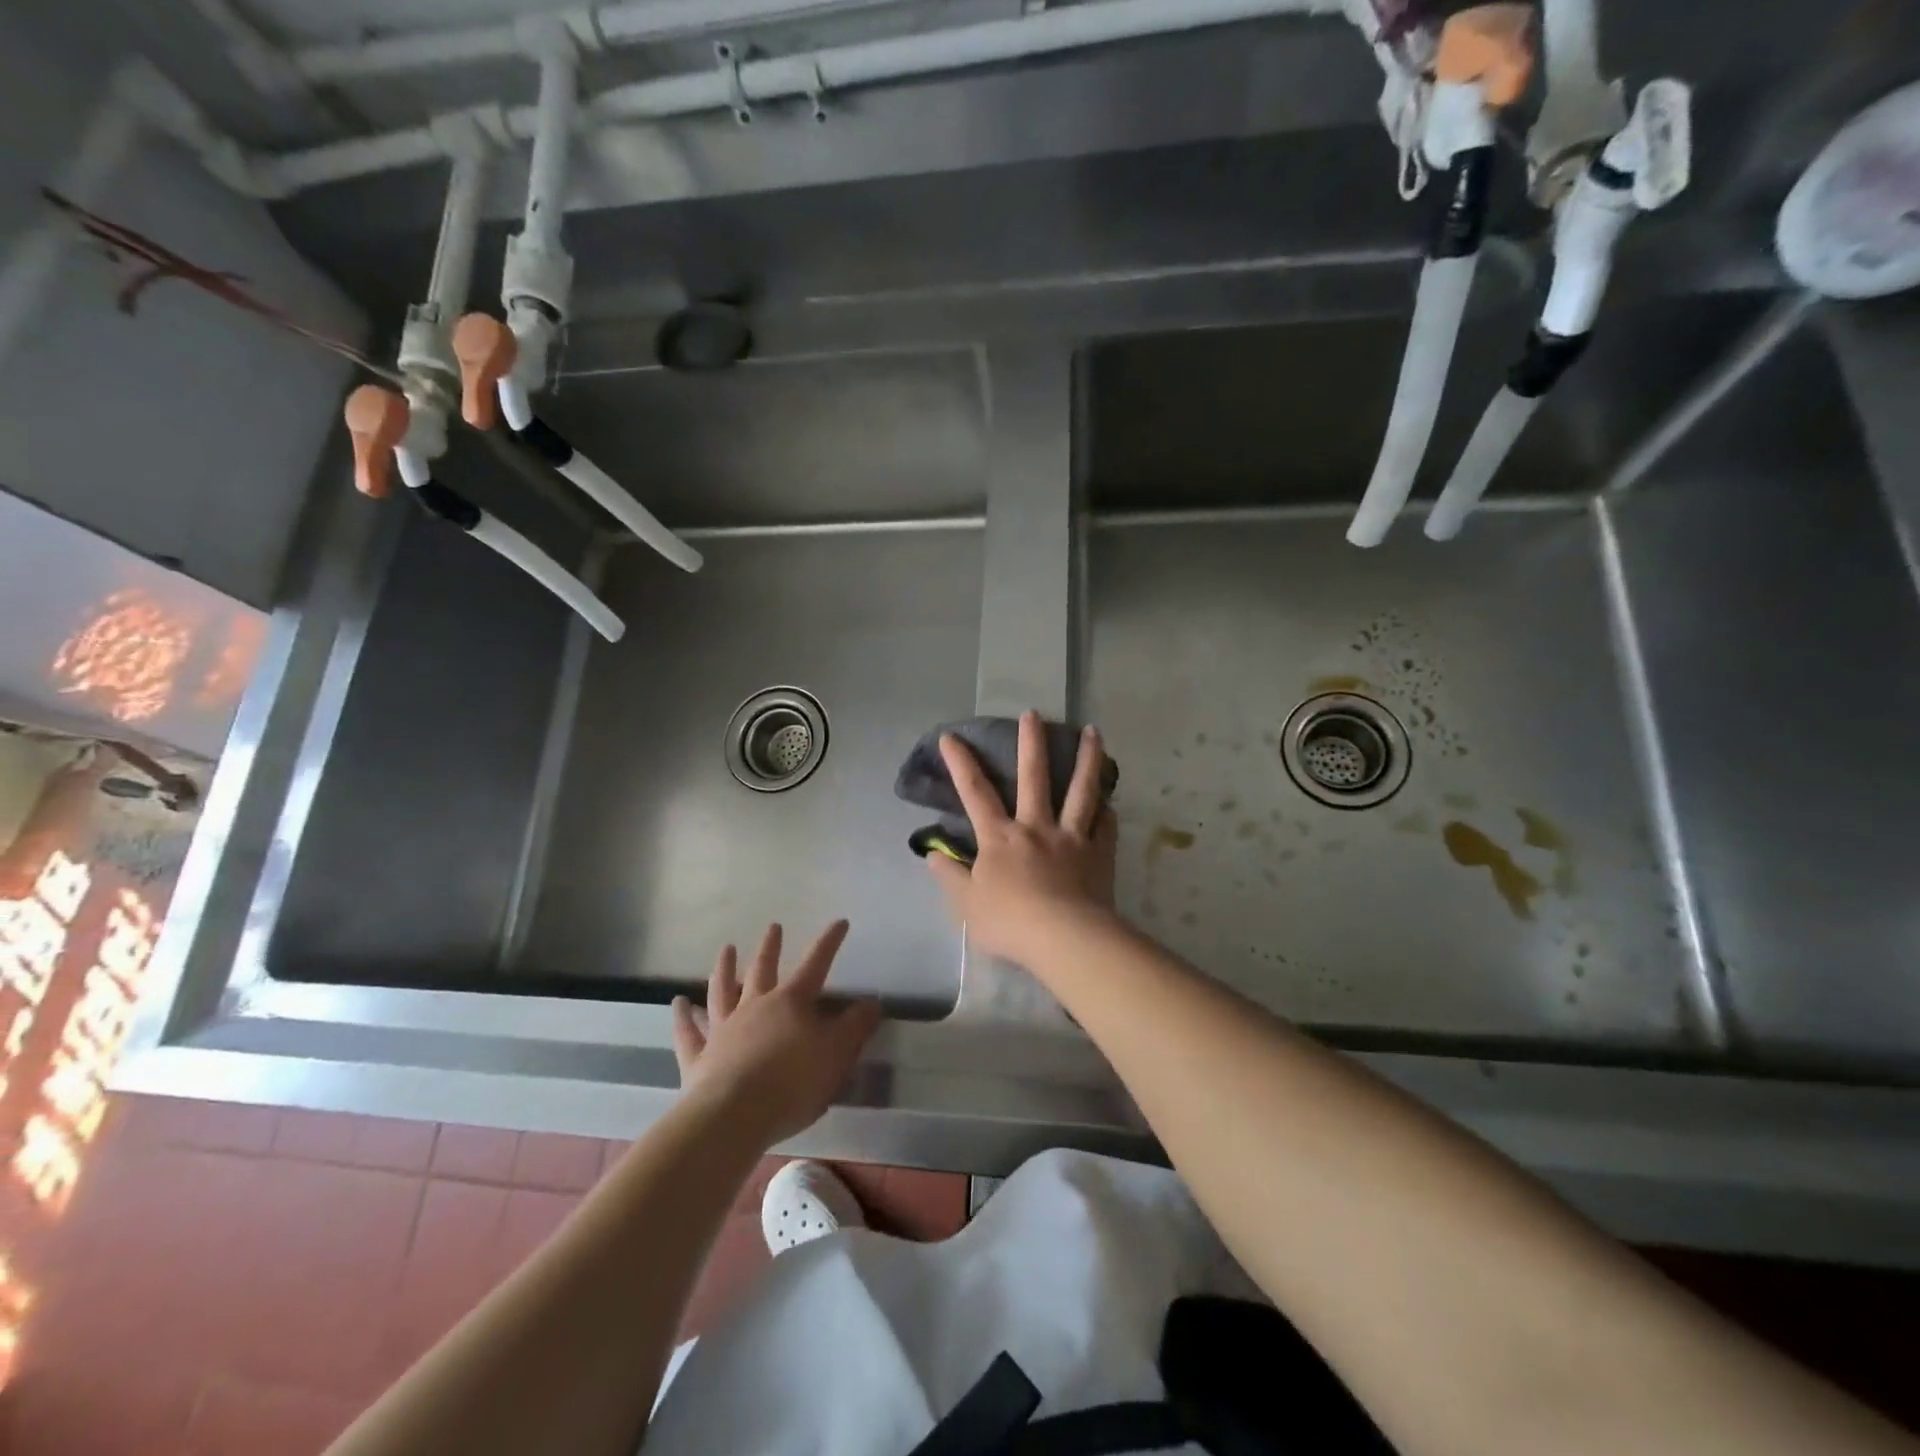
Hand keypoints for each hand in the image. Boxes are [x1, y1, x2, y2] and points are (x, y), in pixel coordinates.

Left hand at [671, 921, 881, 1147]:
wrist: (734, 1116)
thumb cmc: (793, 1083)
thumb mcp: (837, 1054)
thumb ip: (855, 1027)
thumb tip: (871, 1003)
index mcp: (791, 1003)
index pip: (816, 964)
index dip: (829, 943)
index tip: (839, 922)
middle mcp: (755, 1007)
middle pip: (762, 969)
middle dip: (771, 947)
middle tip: (773, 926)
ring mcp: (723, 1030)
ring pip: (722, 991)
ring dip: (724, 969)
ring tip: (726, 949)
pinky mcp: (699, 1057)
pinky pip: (688, 1032)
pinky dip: (681, 1016)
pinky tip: (677, 1003)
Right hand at [927, 710, 1118, 963]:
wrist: (1063, 938)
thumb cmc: (1009, 922)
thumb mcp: (966, 905)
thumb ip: (950, 877)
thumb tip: (933, 855)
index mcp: (1000, 838)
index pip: (975, 793)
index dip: (961, 763)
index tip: (952, 736)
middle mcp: (1036, 827)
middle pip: (1034, 777)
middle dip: (1031, 742)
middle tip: (1034, 713)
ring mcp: (1071, 837)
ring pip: (1081, 790)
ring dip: (1087, 759)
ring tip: (1094, 732)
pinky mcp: (1099, 854)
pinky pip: (1106, 827)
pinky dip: (1107, 813)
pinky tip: (1110, 804)